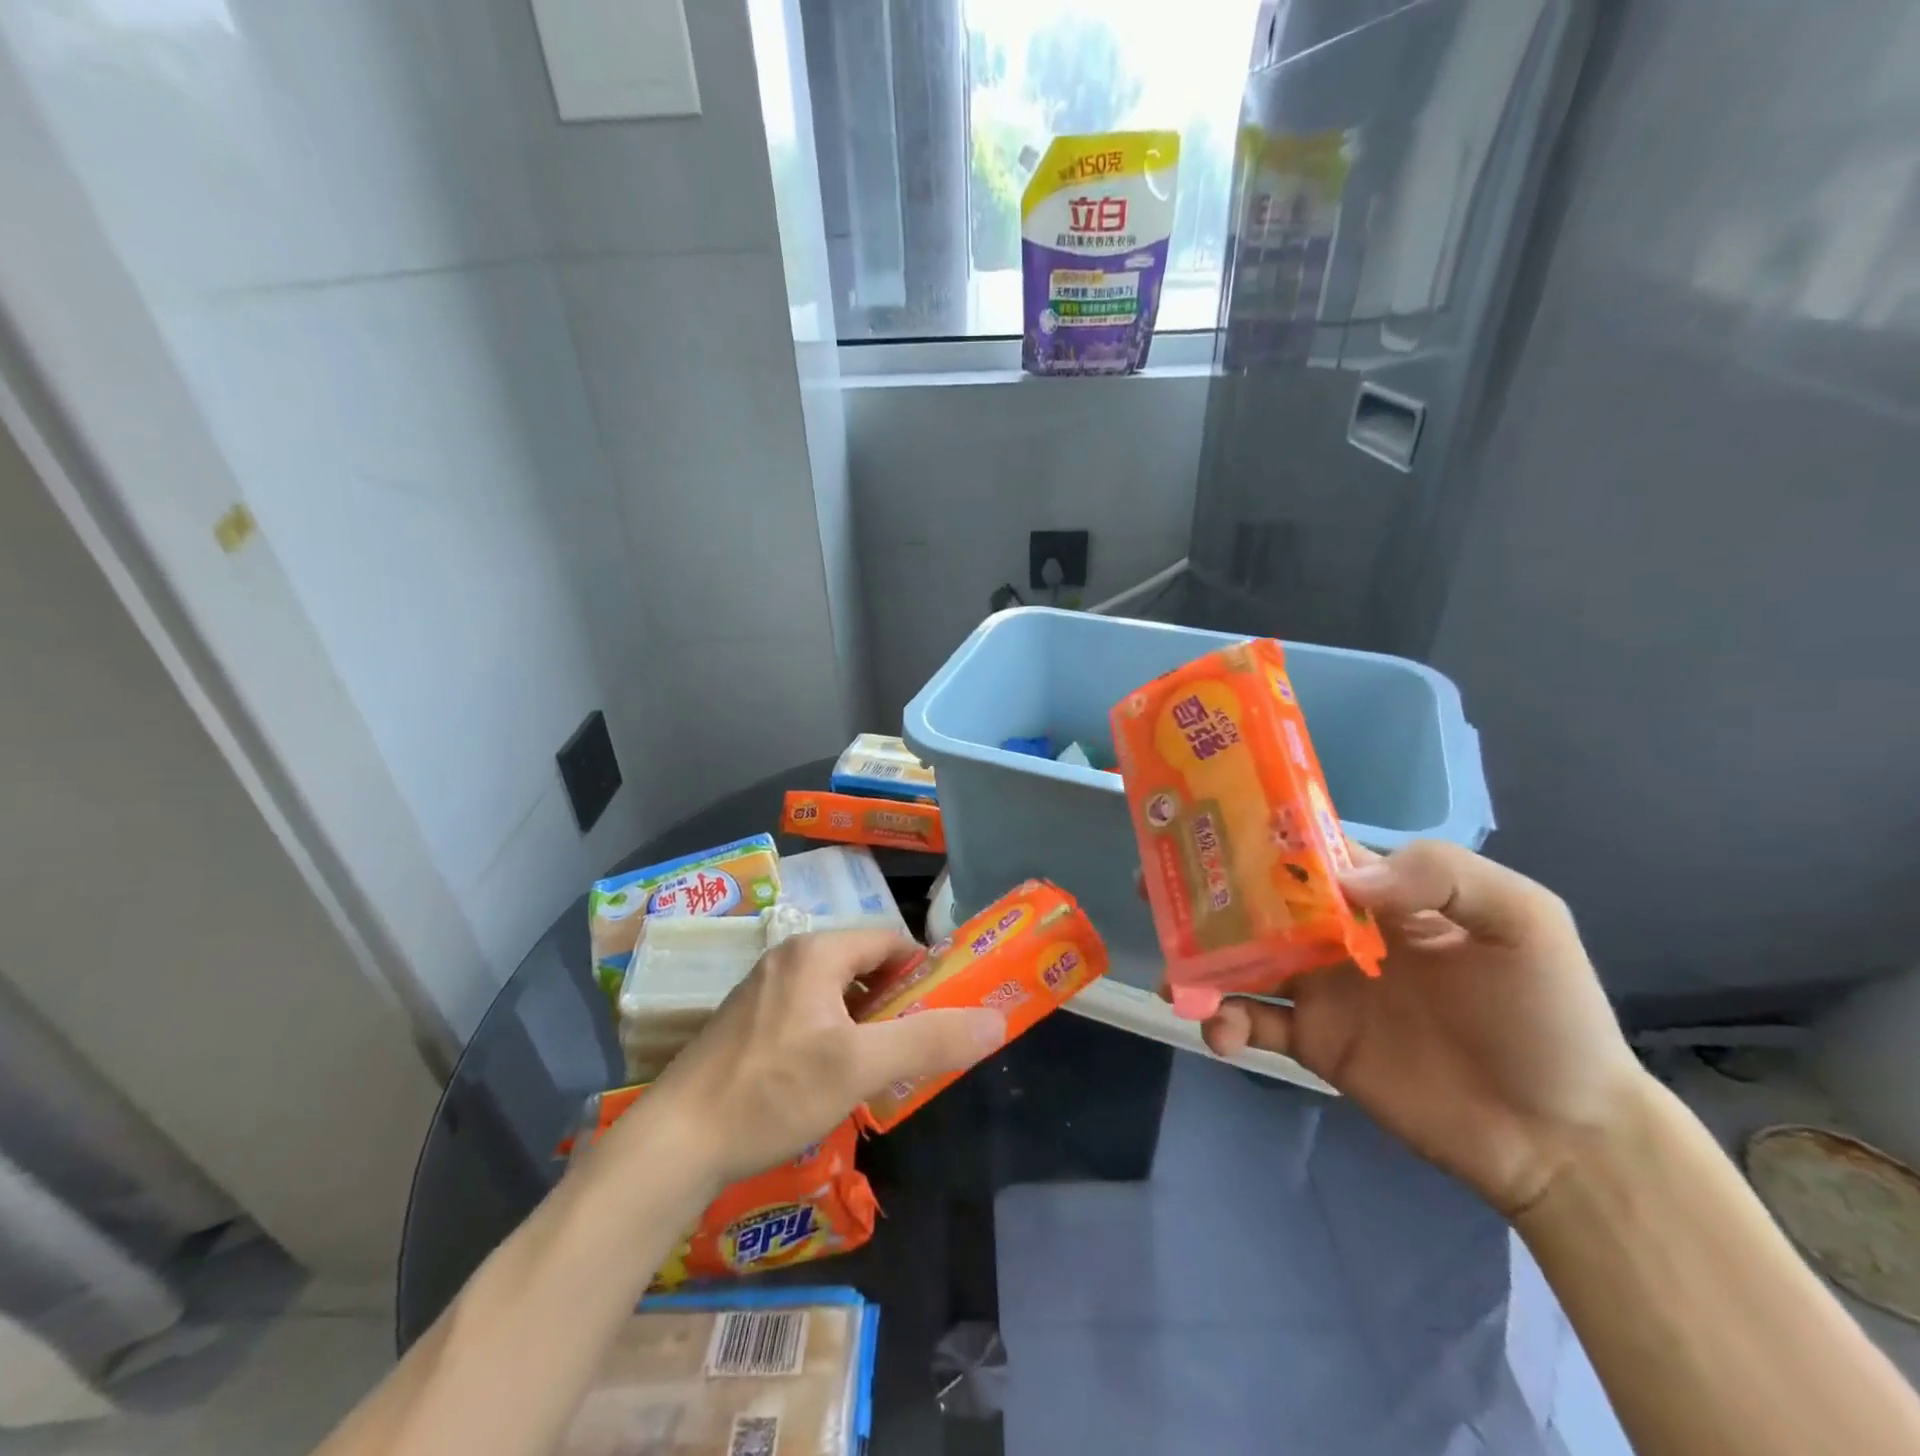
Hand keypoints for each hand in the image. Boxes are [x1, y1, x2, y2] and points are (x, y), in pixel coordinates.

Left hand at [639, 929, 1004, 1189]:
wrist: (675, 1143)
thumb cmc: (773, 1091)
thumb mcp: (860, 1067)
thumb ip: (930, 1041)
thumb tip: (996, 1021)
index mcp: (816, 952)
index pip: (890, 940)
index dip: (924, 972)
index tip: (945, 1010)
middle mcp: (788, 958)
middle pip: (863, 965)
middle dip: (896, 1001)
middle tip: (917, 1044)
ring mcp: (762, 989)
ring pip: (835, 992)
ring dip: (866, 1021)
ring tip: (881, 1066)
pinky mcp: (746, 1023)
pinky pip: (808, 1012)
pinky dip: (834, 1033)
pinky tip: (831, 1079)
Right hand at [1200, 841, 1646, 1217]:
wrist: (1562, 1138)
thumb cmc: (1549, 1014)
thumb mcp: (1521, 920)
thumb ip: (1439, 875)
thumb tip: (1341, 881)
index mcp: (1379, 894)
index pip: (1304, 851)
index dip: (1253, 834)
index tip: (1198, 821)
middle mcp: (1337, 933)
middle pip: (1256, 901)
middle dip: (1204, 892)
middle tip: (1150, 886)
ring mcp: (1322, 989)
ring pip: (1242, 960)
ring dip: (1200, 960)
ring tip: (1173, 974)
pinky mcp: (1314, 1043)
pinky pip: (1254, 1024)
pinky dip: (1226, 1023)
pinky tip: (1221, 1031)